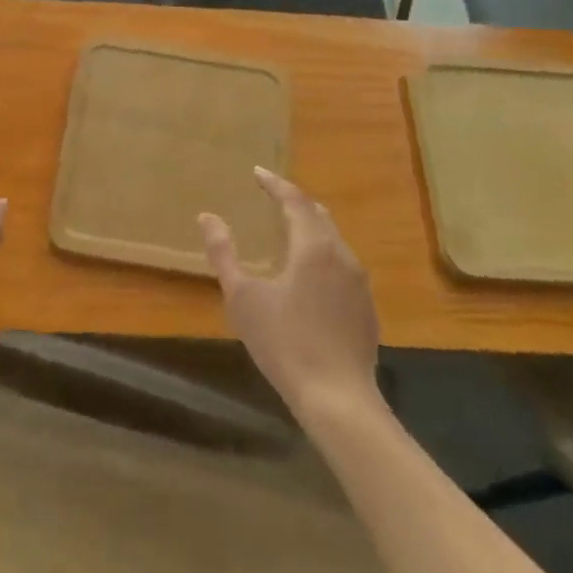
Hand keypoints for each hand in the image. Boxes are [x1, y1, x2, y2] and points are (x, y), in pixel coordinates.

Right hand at [199, 169, 379, 417]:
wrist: (339, 400)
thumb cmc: (285, 343)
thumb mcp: (243, 297)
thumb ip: (224, 253)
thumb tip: (207, 217)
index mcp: (313, 247)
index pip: (295, 200)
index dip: (275, 184)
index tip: (257, 172)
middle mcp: (342, 256)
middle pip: (319, 215)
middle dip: (295, 202)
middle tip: (272, 197)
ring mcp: (359, 283)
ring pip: (334, 240)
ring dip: (310, 228)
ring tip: (288, 231)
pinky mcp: (366, 308)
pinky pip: (342, 265)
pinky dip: (322, 255)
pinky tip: (309, 276)